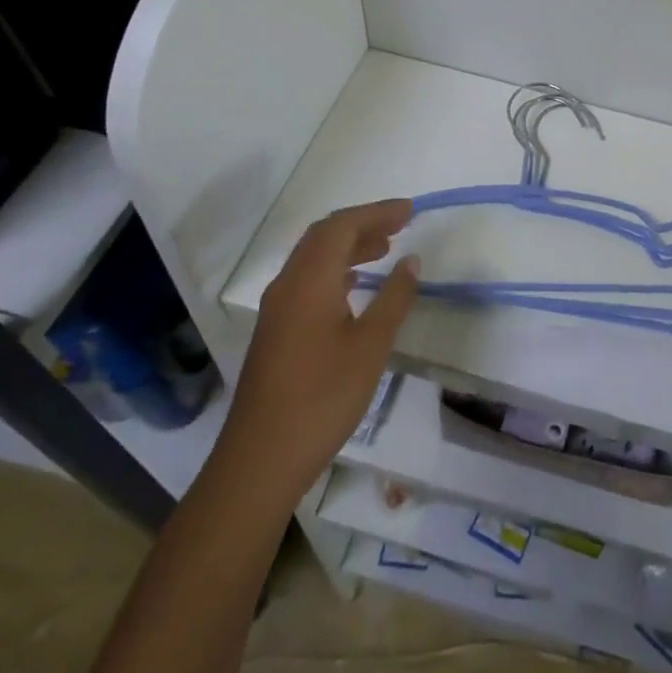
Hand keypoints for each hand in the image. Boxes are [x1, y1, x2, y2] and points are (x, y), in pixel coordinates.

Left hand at [217, 200, 420, 487]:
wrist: (260, 461)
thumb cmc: (322, 398)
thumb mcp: (370, 346)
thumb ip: (394, 298)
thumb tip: (411, 260)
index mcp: (309, 281)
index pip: (342, 226)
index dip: (377, 212)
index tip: (410, 211)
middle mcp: (287, 285)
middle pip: (323, 235)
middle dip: (362, 223)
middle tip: (400, 223)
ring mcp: (277, 309)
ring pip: (313, 258)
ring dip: (348, 245)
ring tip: (384, 249)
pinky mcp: (275, 331)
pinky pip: (306, 280)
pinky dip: (334, 269)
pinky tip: (354, 286)